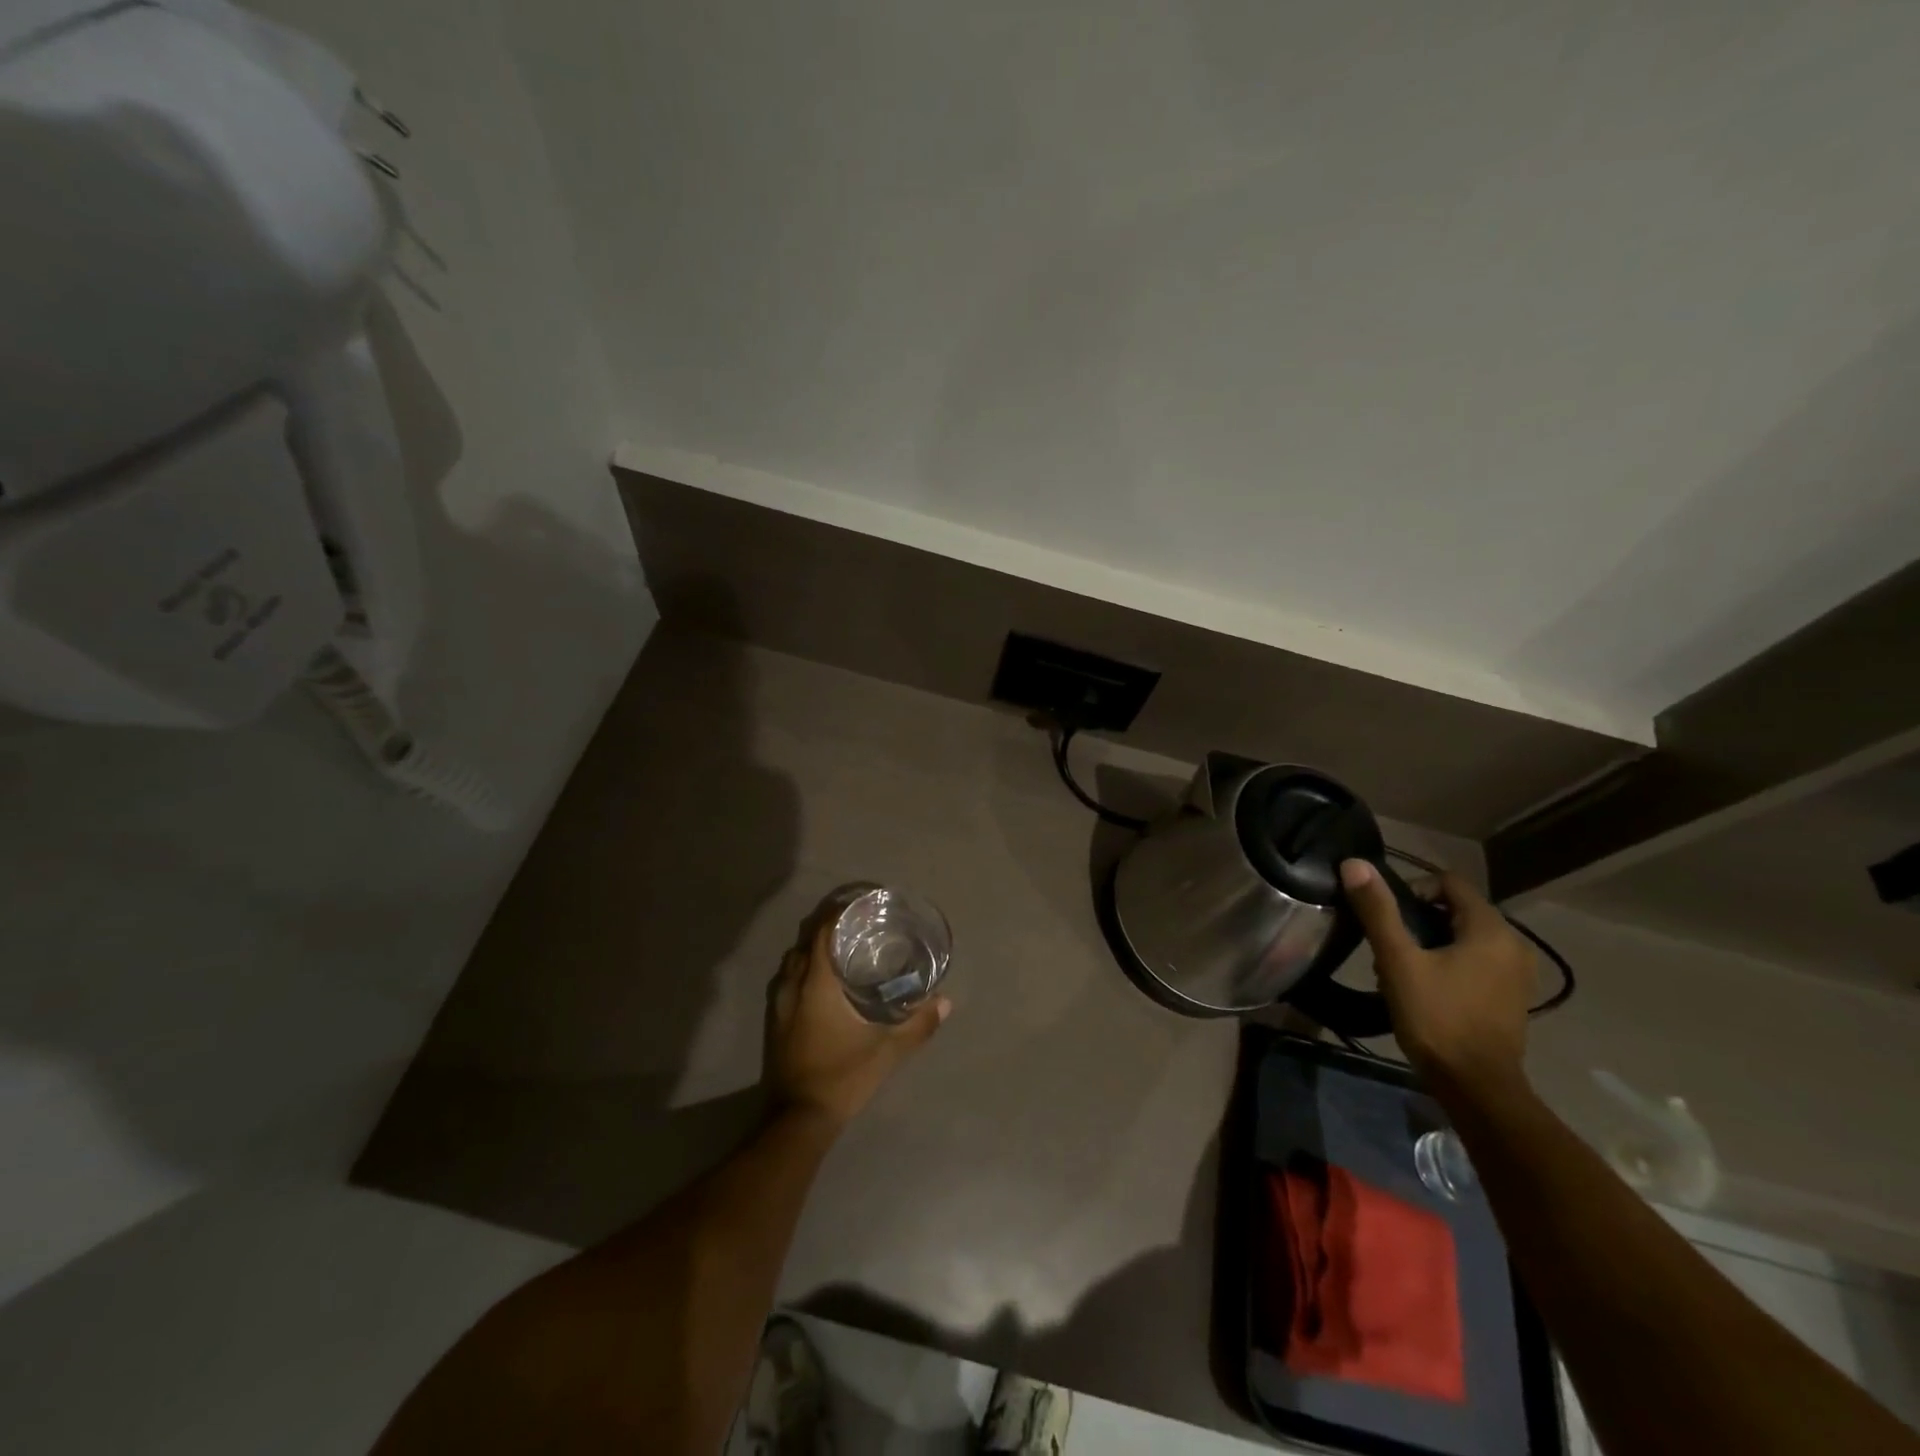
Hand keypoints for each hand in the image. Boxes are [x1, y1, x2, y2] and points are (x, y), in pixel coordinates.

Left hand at [768, 920, 949, 1128]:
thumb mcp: (887, 1052)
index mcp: (817, 984)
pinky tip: (822, 983)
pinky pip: (787, 981)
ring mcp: (778, 1005)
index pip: (821, 933)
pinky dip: (803, 971)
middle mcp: (793, 986)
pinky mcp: (774, 1023)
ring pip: (792, 962)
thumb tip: (946, 1002)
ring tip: (841, 949)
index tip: (860, 906)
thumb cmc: (842, 1077)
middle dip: (826, 928)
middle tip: (855, 926)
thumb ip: (917, 1025)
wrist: (797, 1120)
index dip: (838, 914)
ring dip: (811, 949)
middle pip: (804, 942)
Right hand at [1339, 860, 1533, 1096]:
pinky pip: (1475, 961)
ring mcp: (1516, 974)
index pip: (1448, 883)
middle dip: (1417, 920)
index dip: (1412, 889)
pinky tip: (1424, 987)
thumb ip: (1378, 910)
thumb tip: (1355, 863)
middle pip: (1456, 910)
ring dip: (1430, 943)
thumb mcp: (1398, 960)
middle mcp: (1513, 944)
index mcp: (1491, 929)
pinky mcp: (1510, 997)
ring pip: (1463, 937)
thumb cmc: (1437, 1018)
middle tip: (1387, 945)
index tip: (1386, 916)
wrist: (1477, 1088)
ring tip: (1399, 968)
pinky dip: (1448, 962)